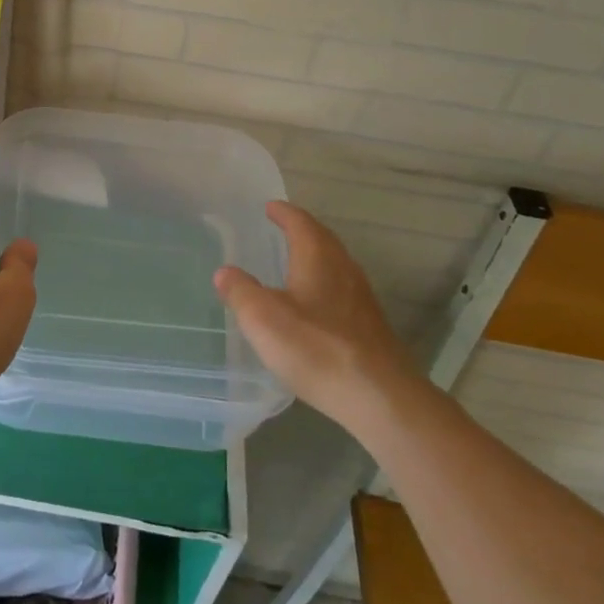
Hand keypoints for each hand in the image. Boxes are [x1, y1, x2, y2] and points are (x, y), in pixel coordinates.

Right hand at [214, 201, 414, 433]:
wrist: (379, 397)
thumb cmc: (316, 348)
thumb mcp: (263, 318)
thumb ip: (240, 291)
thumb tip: (224, 272)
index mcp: (318, 258)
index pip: (301, 223)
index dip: (284, 213)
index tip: (270, 206)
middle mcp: (344, 269)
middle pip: (323, 240)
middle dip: (302, 230)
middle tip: (282, 228)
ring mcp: (361, 299)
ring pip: (335, 265)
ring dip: (315, 258)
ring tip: (295, 263)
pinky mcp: (370, 327)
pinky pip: (342, 291)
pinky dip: (324, 285)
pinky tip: (314, 306)